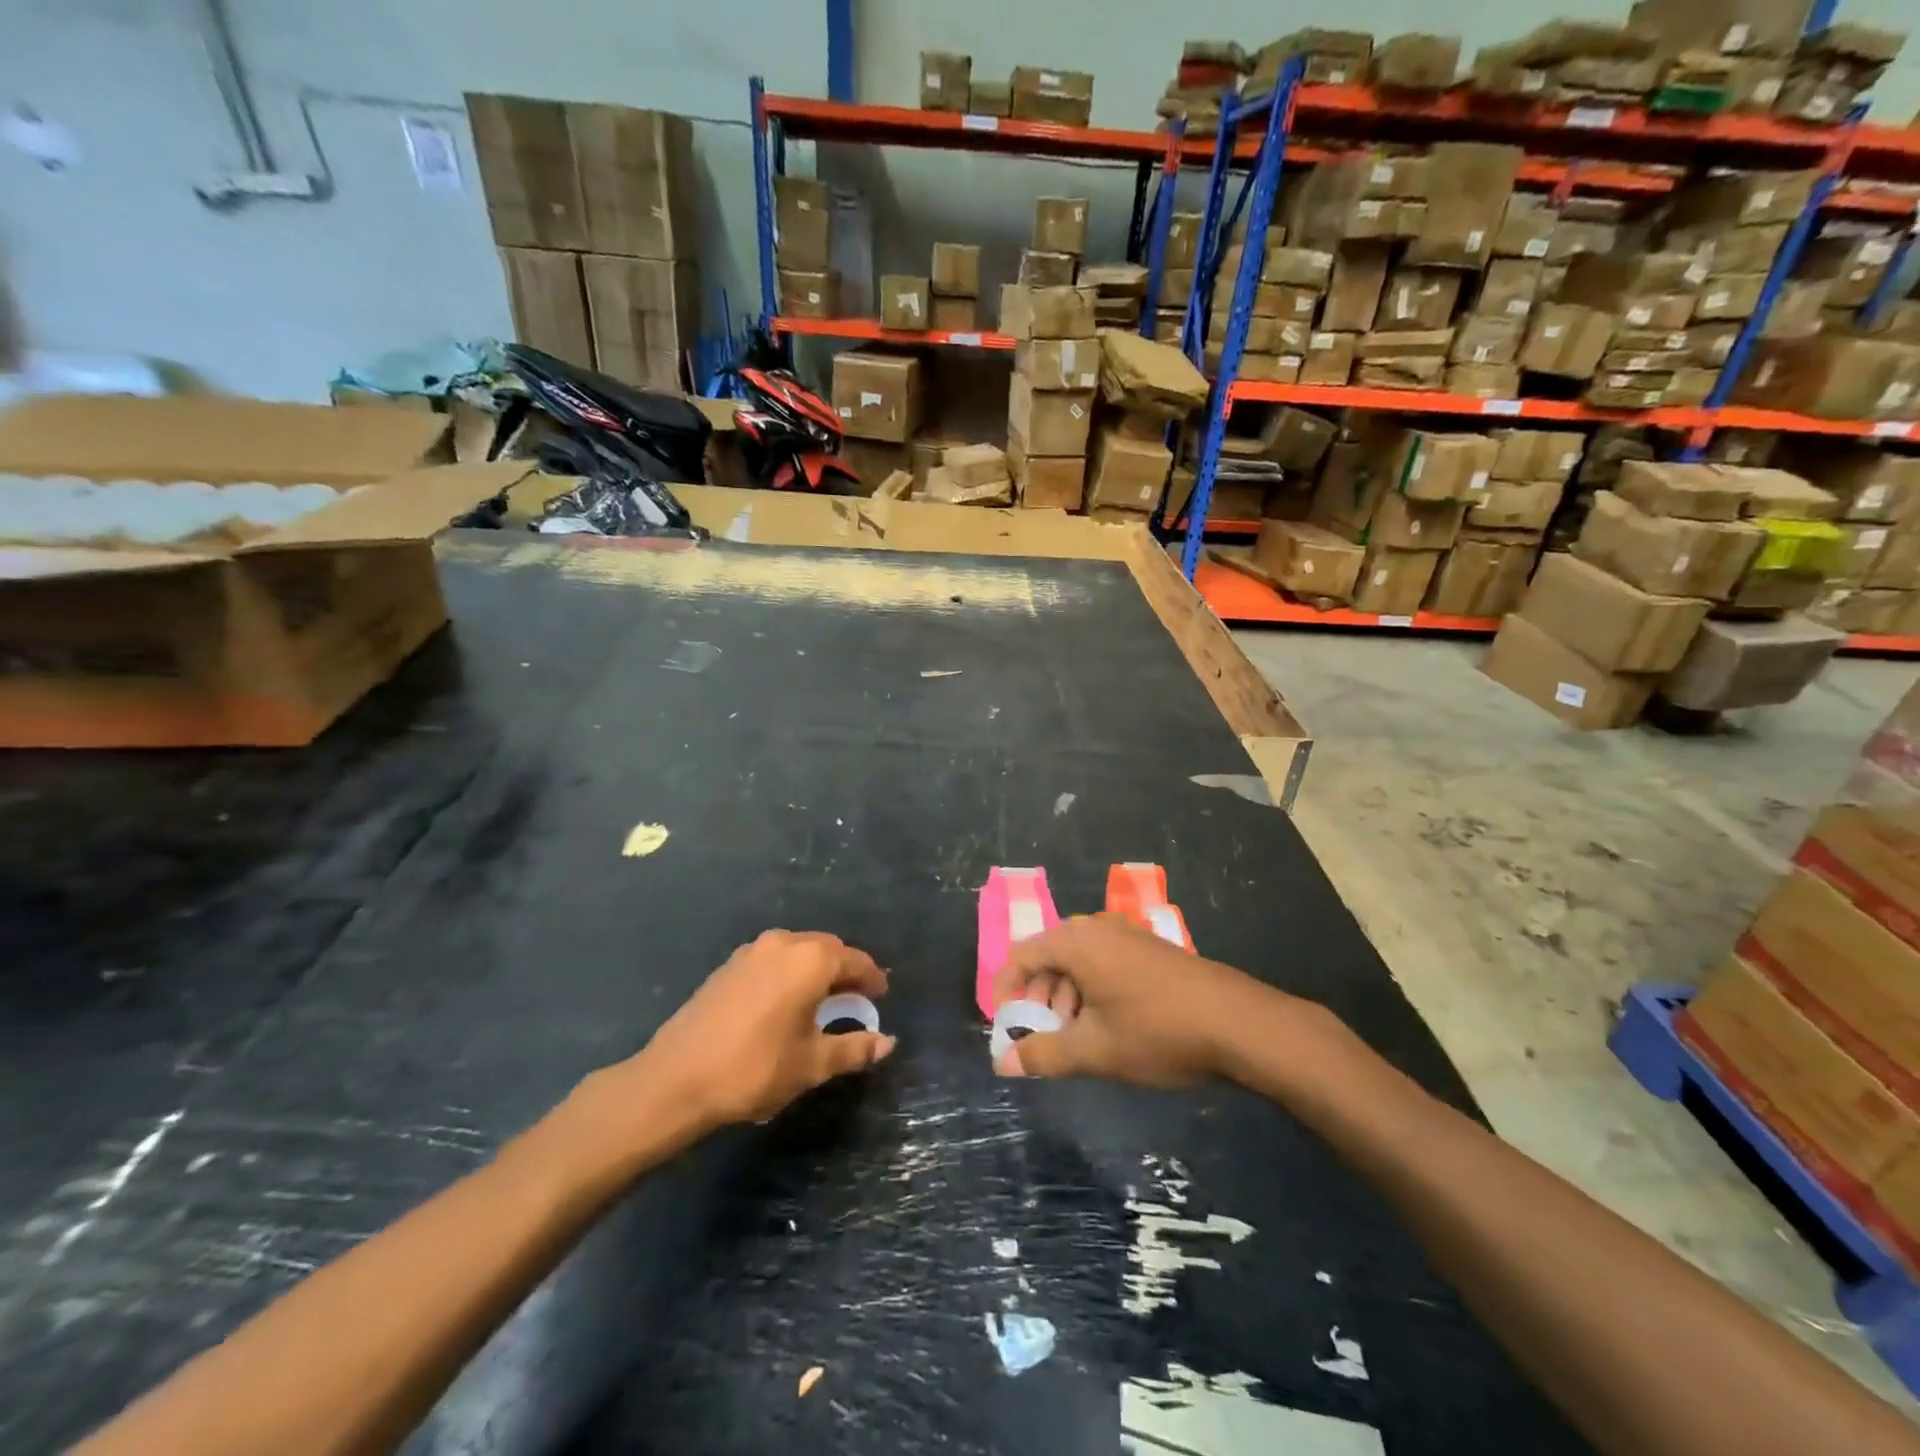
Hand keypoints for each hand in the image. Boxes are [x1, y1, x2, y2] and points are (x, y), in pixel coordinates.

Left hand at [629, 930, 895, 1128]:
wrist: (675, 1079)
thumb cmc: (754, 1069)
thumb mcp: (811, 1064)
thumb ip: (853, 1048)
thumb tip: (887, 1043)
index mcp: (810, 960)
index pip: (855, 961)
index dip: (872, 979)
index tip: (881, 998)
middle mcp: (784, 943)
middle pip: (828, 948)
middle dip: (845, 971)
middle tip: (856, 1000)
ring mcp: (752, 951)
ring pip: (799, 950)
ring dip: (817, 969)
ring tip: (823, 1002)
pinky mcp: (729, 965)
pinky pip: (775, 959)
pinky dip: (791, 972)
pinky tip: (786, 1002)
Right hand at [992, 915, 1263, 1086]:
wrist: (1238, 1023)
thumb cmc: (1157, 1032)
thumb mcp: (1094, 1051)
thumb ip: (1043, 1055)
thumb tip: (1003, 1063)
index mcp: (1076, 941)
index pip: (1020, 955)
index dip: (1004, 991)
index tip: (1006, 1028)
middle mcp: (1097, 927)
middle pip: (1048, 956)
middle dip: (1039, 999)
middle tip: (1046, 1038)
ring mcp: (1127, 934)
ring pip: (1077, 961)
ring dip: (1067, 998)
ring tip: (1080, 1039)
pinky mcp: (1149, 948)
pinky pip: (1103, 962)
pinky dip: (1093, 990)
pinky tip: (1111, 1026)